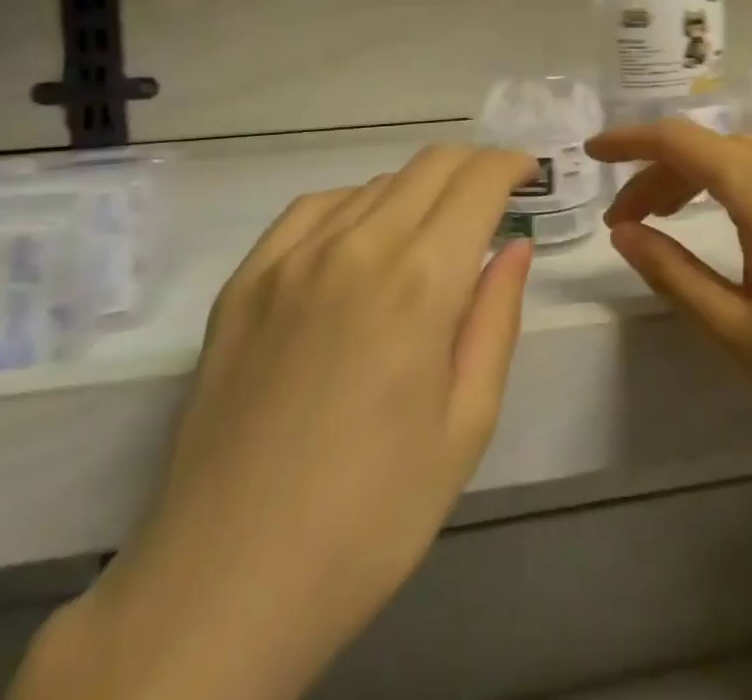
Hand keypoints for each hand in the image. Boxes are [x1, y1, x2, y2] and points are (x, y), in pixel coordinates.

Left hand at [22, 146, 536, 699]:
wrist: (223, 587)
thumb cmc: (371, 516)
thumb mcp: (466, 425)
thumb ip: (497, 318)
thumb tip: (514, 246)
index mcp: (421, 281)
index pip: (478, 181)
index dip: (512, 165)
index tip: (528, 176)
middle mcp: (358, 246)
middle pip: (430, 164)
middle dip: (473, 167)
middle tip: (492, 199)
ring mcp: (291, 258)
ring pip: (375, 183)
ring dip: (419, 191)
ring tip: (429, 237)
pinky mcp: (245, 281)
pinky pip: (314, 209)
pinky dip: (355, 206)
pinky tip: (360, 244)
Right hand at [588, 123, 751, 478]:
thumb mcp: (735, 329)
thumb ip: (670, 271)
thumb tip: (624, 232)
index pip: (679, 140)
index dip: (629, 141)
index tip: (592, 152)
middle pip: (713, 149)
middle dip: (661, 174)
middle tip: (626, 221)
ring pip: (749, 158)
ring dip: (702, 179)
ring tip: (670, 220)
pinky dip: (743, 186)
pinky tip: (736, 224)